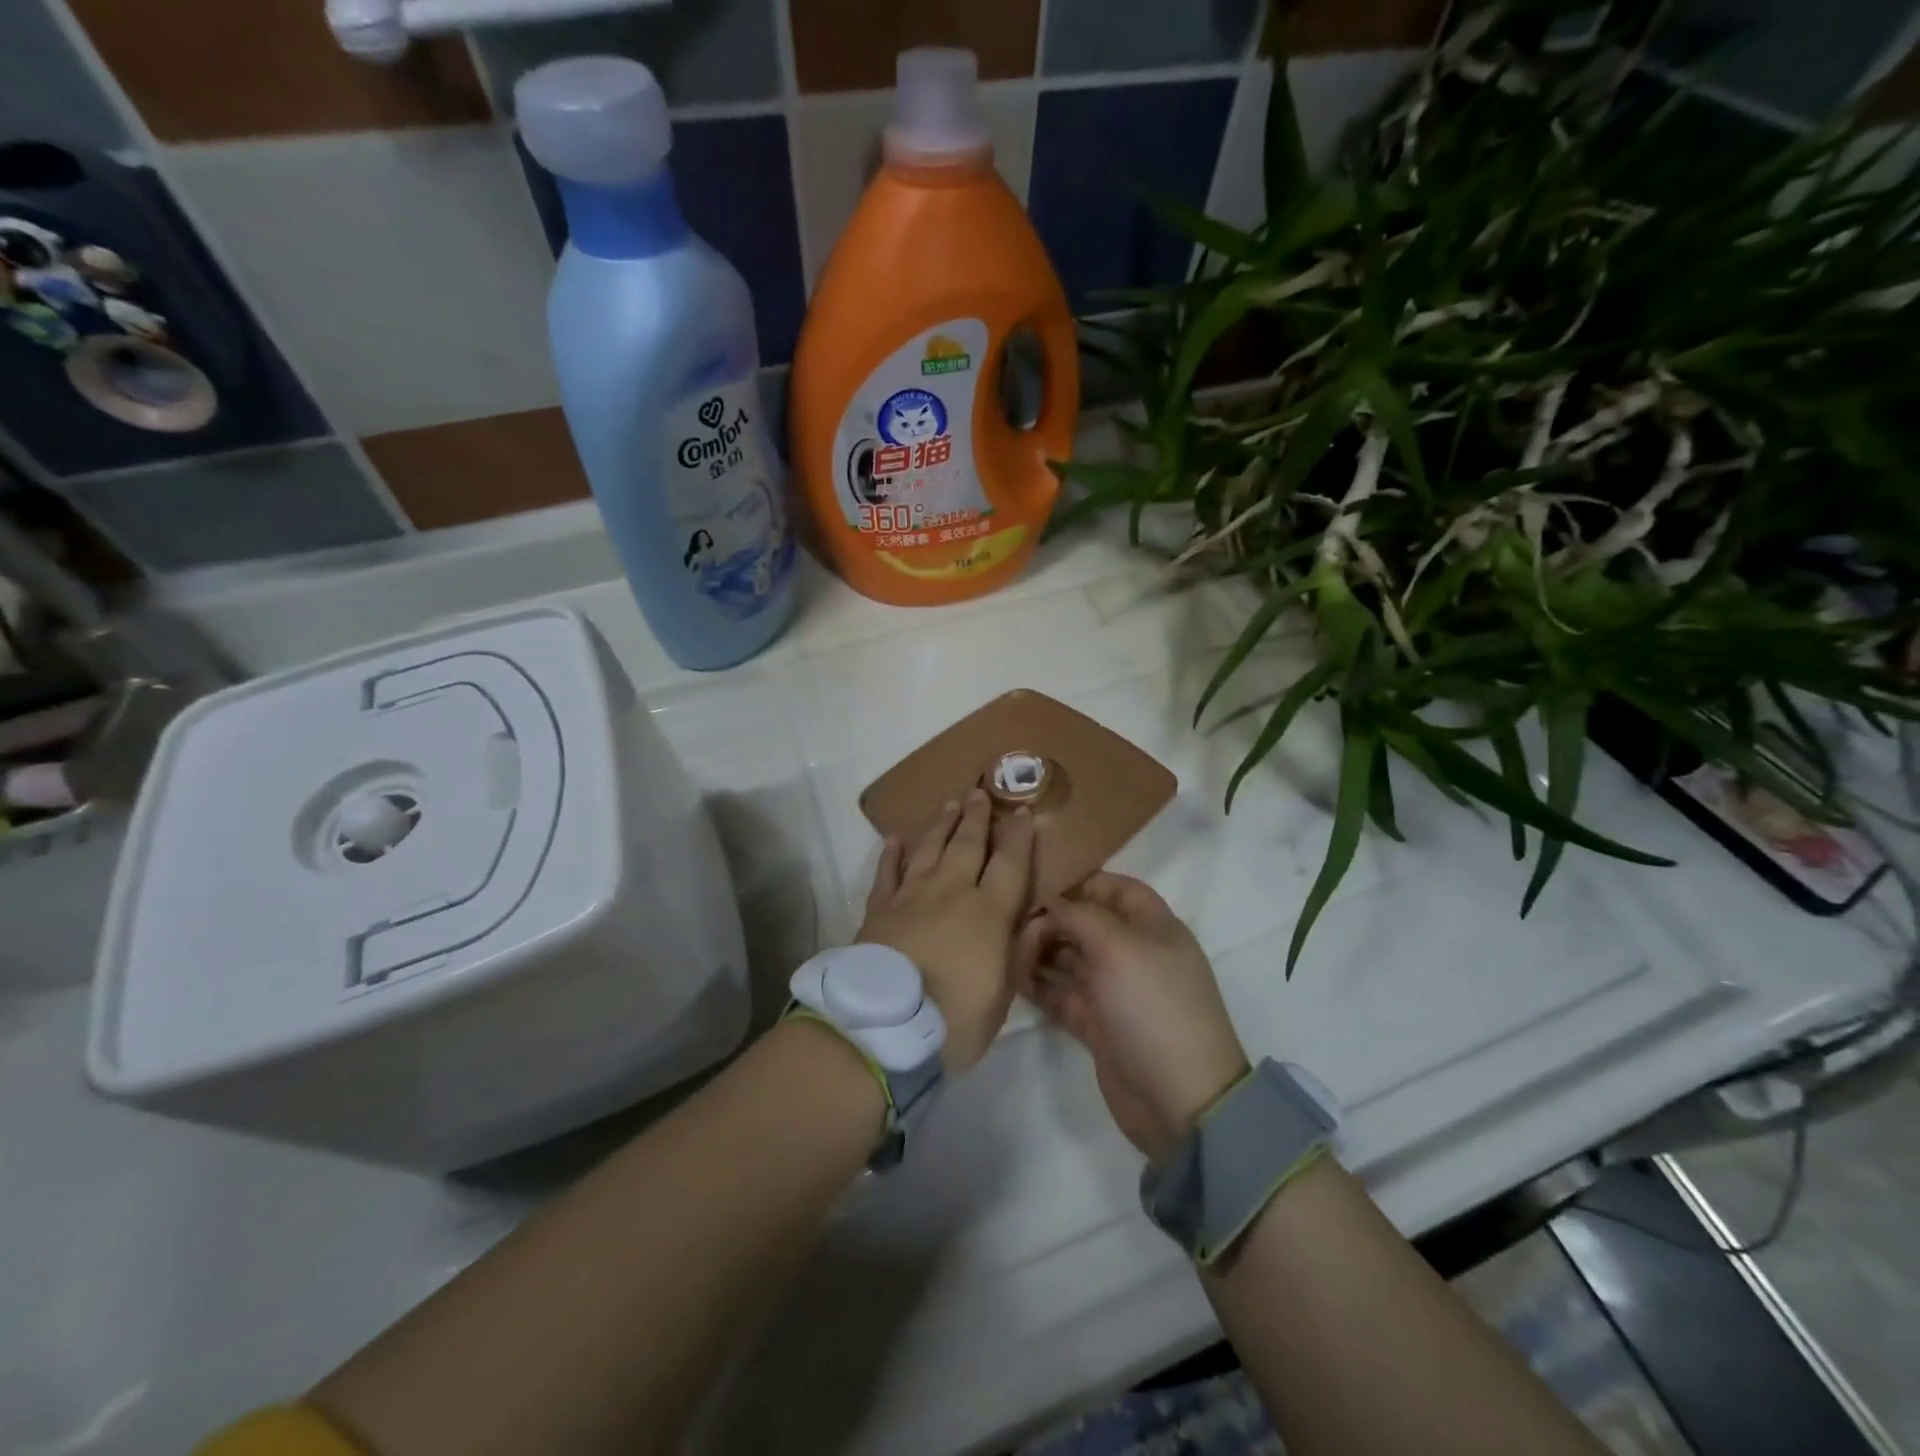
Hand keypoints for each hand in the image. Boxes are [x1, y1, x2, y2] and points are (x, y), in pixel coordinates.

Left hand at [858, 789, 1036, 1072]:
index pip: (1010, 863)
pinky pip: (886, 873)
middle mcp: (951, 892)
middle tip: (980, 791)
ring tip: (950, 803)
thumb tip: (1039, 919)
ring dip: (941, 825)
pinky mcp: (878, 910)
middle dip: (977, 817)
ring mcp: (910, 897)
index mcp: (988, 912)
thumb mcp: (1003, 997)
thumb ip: (1021, 953)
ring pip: (929, 850)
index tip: (1022, 811)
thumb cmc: (954, 1020)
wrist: (884, 1029)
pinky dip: (891, 854)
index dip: (1018, 836)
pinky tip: (895, 838)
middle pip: (967, 844)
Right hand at [1018, 873, 1247, 1162]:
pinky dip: (1039, 985)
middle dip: (1052, 919)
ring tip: (1006, 949)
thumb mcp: (1117, 946)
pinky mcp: (1098, 1024)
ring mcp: (1115, 991)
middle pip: (1087, 923)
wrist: (1179, 1099)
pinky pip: (1062, 994)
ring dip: (1040, 951)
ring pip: (1070, 958)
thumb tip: (1050, 901)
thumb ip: (1078, 915)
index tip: (1038, 882)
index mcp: (1153, 927)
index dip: (1081, 882)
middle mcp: (1134, 953)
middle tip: (1014, 924)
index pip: (1116, 889)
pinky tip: (1012, 978)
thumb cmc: (1152, 1005)